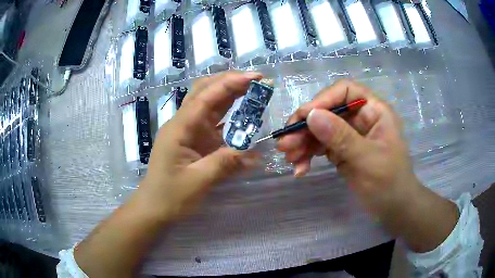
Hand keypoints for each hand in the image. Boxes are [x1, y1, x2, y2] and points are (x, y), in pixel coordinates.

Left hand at [136, 71, 261, 220]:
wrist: (153, 208)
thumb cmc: (170, 196)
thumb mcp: (198, 181)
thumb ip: (225, 164)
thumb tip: (255, 154)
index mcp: (179, 128)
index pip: (205, 97)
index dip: (230, 83)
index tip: (254, 77)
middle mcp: (183, 123)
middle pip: (205, 91)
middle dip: (229, 81)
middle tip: (256, 80)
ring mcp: (189, 131)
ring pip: (209, 103)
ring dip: (230, 94)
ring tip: (254, 89)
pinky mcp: (195, 141)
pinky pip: (214, 122)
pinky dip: (229, 115)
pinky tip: (244, 114)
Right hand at [277, 79, 417, 214]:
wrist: (394, 209)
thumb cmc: (389, 183)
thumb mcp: (367, 160)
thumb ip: (341, 137)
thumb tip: (310, 115)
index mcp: (374, 111)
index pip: (345, 92)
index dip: (323, 100)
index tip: (303, 118)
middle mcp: (360, 119)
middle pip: (328, 111)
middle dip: (306, 127)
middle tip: (285, 145)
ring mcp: (350, 135)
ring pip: (320, 130)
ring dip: (303, 143)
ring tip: (288, 159)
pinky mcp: (342, 151)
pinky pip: (321, 147)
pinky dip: (308, 155)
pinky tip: (300, 169)